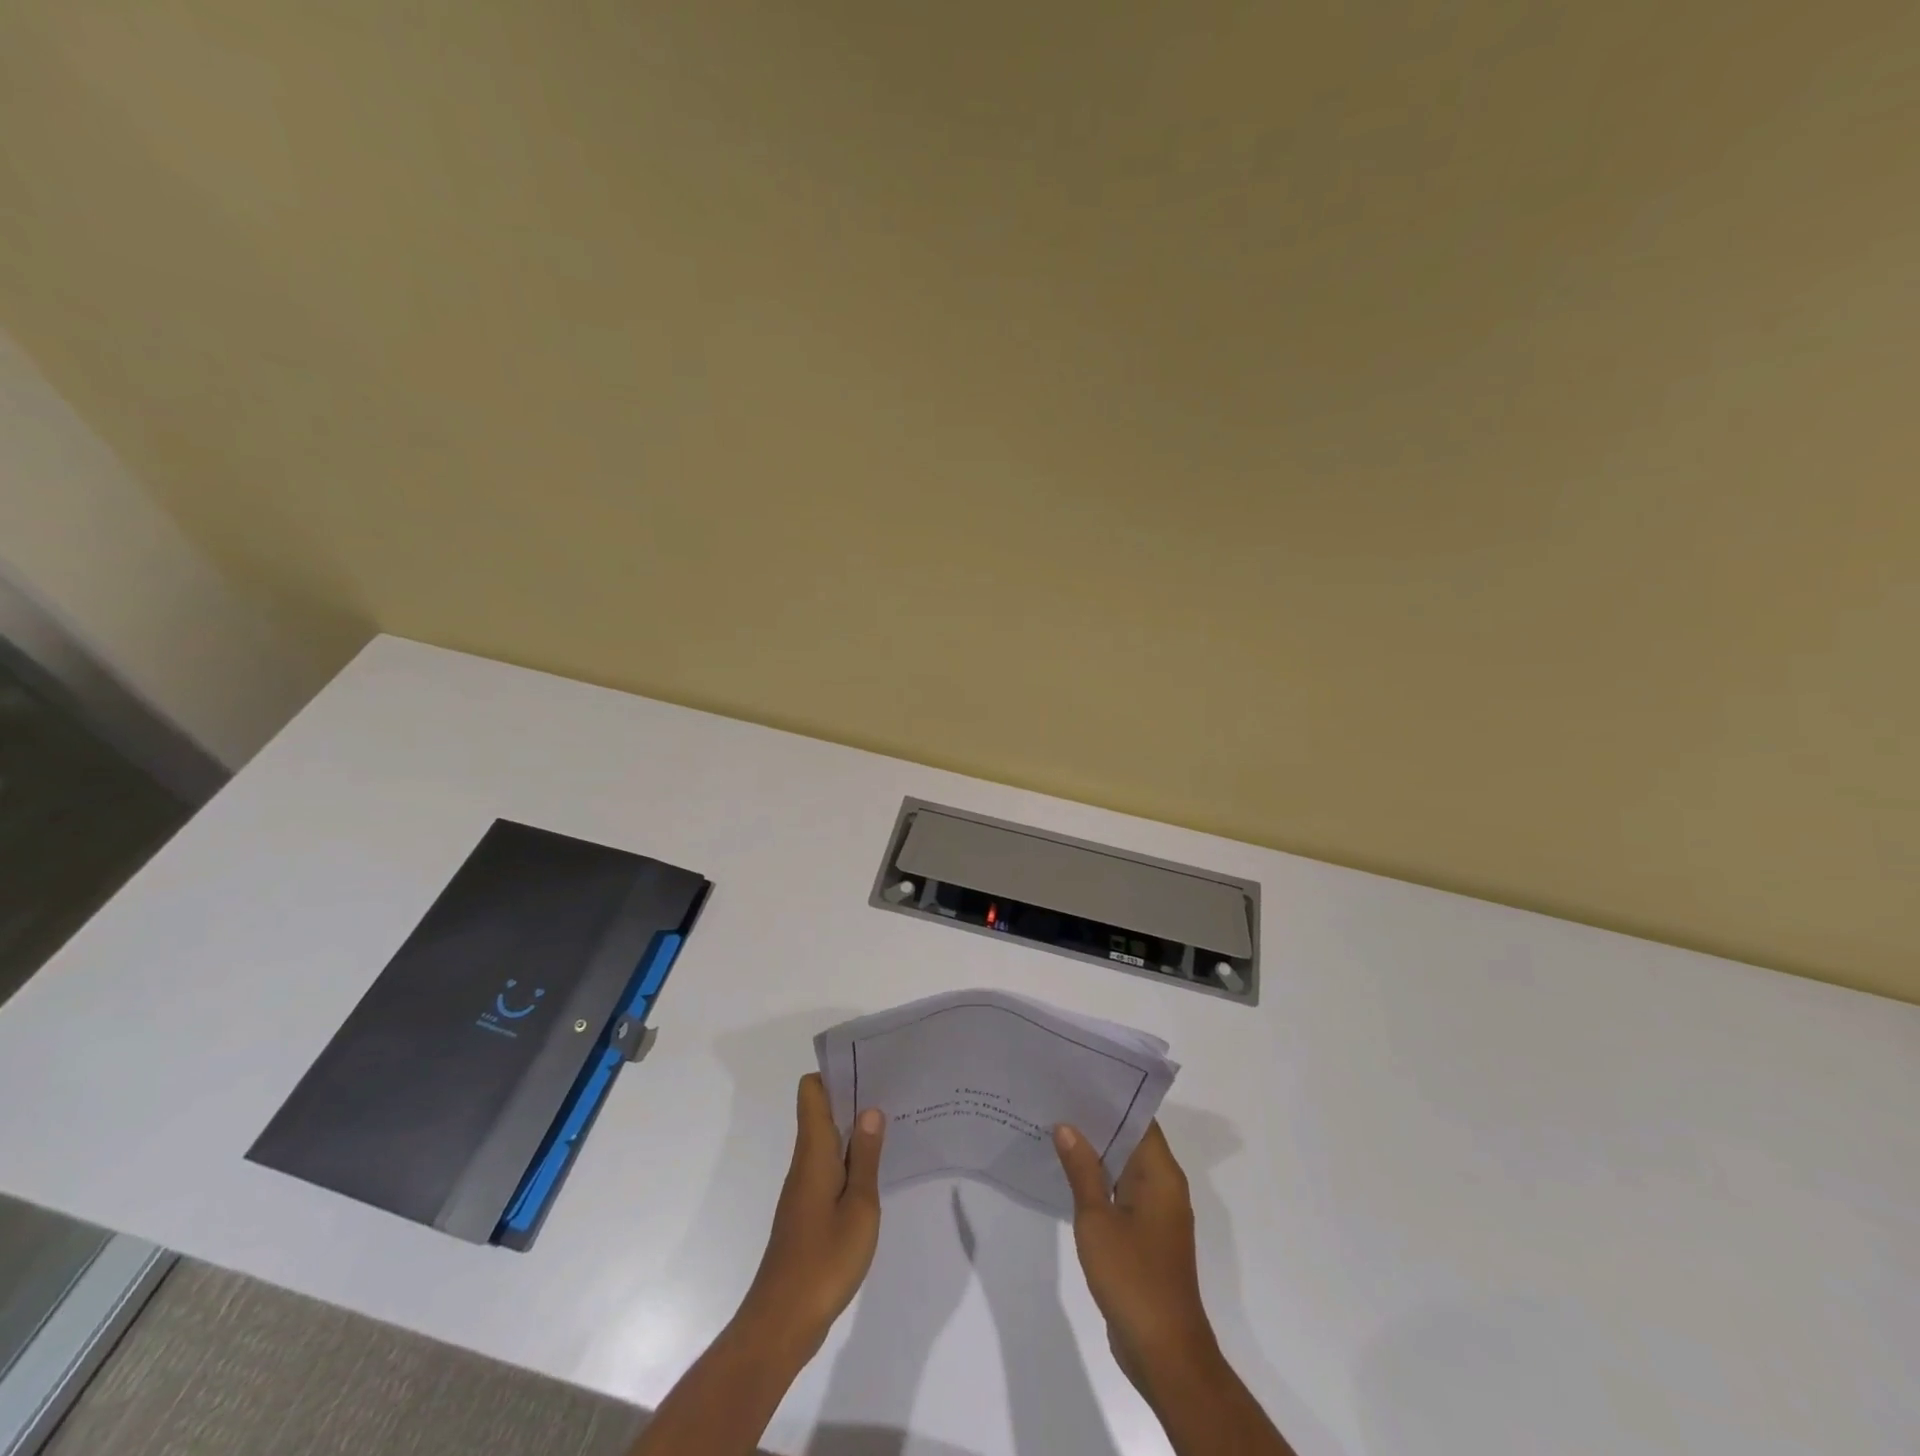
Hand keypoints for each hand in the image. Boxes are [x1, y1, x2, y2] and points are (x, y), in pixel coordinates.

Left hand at [736, 1073, 885, 1360]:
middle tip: (892, 1093)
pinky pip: (828, 1167)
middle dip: (852, 1097)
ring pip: (826, 1140)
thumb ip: (865, 1157)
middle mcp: (804, 1162)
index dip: (835, 1073)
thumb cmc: (824, 1261)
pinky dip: (849, 1158)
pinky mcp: (807, 1211)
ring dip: (853, 1129)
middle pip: (821, 1111)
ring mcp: (803, 1188)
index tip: (868, 1068)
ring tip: (892, 1125)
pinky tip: (875, 1170)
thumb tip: (870, 1109)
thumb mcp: (859, 1207)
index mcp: (814, 1152)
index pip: (812, 1091)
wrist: (782, 1323)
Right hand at [1054, 1120, 1219, 1394]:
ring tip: (1056, 1127)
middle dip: (1097, 1121)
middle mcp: (1164, 1186)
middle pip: (1132, 1140)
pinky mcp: (1146, 1235)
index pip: (1139, 1118)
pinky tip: (1067, 1175)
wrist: (1164, 1352)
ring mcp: (1156, 1213)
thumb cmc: (1133, 1277)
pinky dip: (1099, 1181)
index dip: (1111, 1097)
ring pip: (1125, 1167)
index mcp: (1161, 1174)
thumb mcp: (1097, 1219)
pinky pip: (1122, 1193)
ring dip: (1096, 1152)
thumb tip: (1066, 1126)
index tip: (1079, 1078)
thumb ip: (1082, 1170)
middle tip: (1058, 1098)